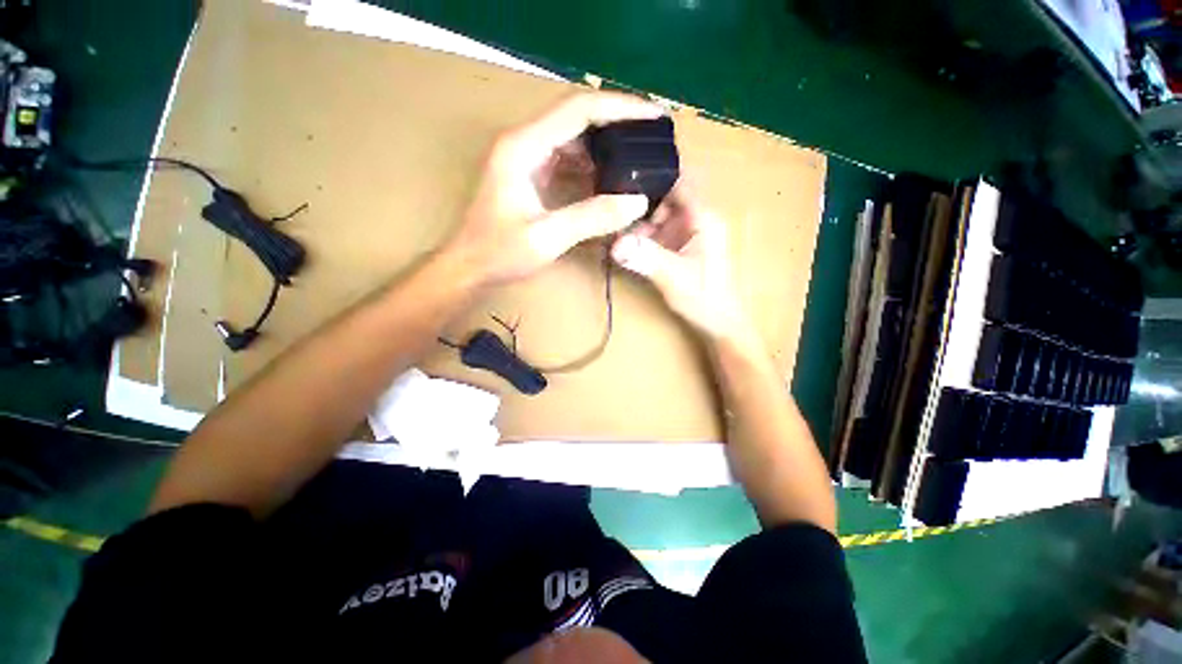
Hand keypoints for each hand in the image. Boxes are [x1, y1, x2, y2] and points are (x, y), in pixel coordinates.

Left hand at [446, 92, 661, 285]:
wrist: (470, 266)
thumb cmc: (499, 253)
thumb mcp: (547, 237)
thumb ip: (591, 218)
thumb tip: (637, 201)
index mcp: (523, 146)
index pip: (578, 108)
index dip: (620, 107)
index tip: (654, 115)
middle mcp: (523, 141)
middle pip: (576, 115)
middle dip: (617, 121)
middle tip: (651, 135)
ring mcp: (526, 156)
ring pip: (573, 135)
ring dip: (605, 142)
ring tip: (637, 154)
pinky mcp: (530, 173)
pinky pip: (566, 156)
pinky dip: (591, 163)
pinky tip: (610, 176)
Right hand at [611, 186, 750, 341]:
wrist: (718, 323)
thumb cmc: (704, 298)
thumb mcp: (673, 276)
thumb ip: (645, 258)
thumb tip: (615, 244)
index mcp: (703, 217)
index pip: (678, 181)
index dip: (652, 174)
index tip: (622, 173)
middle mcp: (696, 218)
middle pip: (664, 197)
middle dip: (639, 203)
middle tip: (611, 210)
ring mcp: (688, 232)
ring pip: (659, 215)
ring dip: (638, 222)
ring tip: (614, 230)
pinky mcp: (681, 246)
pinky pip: (659, 232)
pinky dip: (643, 236)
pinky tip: (627, 244)